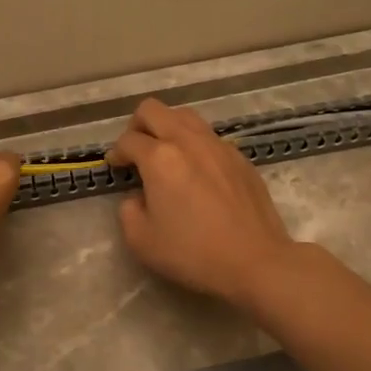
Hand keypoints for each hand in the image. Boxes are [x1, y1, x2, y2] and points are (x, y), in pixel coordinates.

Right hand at [105, 98, 296, 309]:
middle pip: (154, 110)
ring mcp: (218, 145)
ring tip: (166, 155)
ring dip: (168, 128)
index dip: (116, 152)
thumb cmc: (193, 252)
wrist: (255, 260)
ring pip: (185, 116)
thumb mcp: (141, 240)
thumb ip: (128, 211)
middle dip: (137, 126)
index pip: (128, 140)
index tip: (116, 167)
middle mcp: (188, 141)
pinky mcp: (239, 157)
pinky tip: (197, 172)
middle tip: (136, 151)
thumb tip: (138, 196)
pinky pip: (209, 136)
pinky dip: (194, 144)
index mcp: (160, 158)